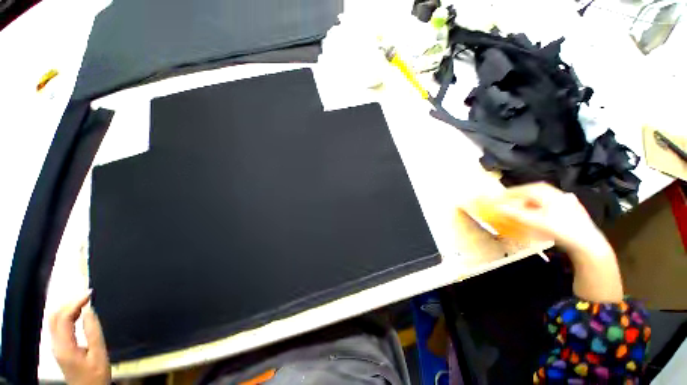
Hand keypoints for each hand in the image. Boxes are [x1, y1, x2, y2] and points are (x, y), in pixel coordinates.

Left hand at [50, 291, 110, 384]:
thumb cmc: (96, 374)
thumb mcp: (99, 355)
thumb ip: (93, 332)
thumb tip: (90, 310)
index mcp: (64, 346)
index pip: (64, 318)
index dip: (75, 303)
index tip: (90, 294)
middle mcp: (55, 344)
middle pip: (54, 316)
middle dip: (69, 302)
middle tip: (87, 296)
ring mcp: (55, 346)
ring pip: (54, 320)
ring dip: (67, 307)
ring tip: (84, 302)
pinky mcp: (59, 347)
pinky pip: (58, 325)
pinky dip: (67, 315)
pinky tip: (78, 314)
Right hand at [489, 183, 623, 302]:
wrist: (587, 242)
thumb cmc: (560, 229)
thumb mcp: (535, 222)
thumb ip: (515, 214)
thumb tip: (497, 207)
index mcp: (548, 193)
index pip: (525, 189)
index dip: (511, 192)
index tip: (500, 197)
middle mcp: (556, 193)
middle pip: (533, 191)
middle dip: (519, 195)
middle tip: (508, 201)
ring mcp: (565, 200)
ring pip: (541, 197)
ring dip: (529, 200)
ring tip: (520, 207)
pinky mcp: (569, 208)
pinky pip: (549, 202)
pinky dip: (538, 205)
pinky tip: (536, 213)